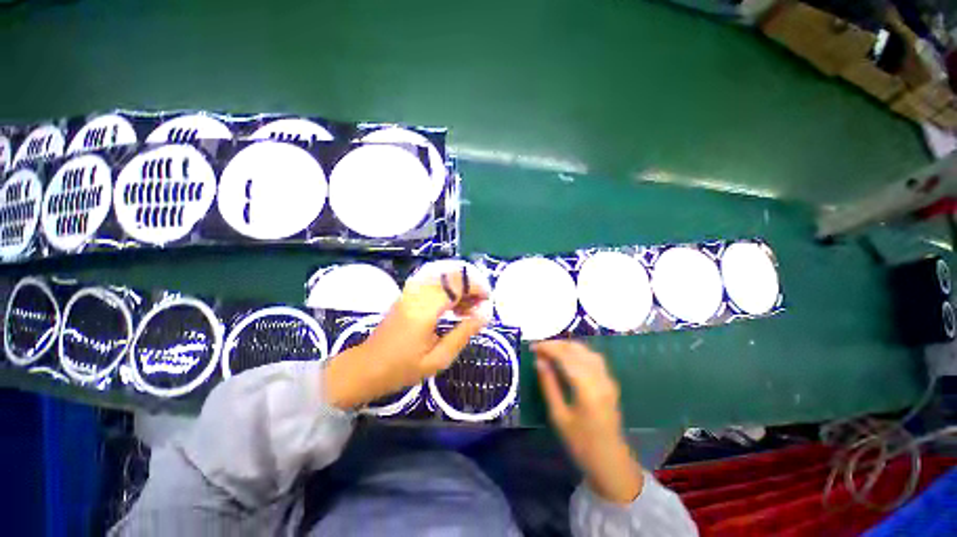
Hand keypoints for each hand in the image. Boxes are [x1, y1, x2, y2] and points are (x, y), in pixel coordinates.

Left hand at [325, 269, 489, 409]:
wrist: (368, 367)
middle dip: (469, 287)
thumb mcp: (438, 359)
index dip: (476, 288)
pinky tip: (452, 311)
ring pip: (440, 277)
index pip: (456, 283)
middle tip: (480, 309)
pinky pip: (431, 284)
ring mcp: (408, 293)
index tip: (488, 303)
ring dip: (458, 289)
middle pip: (449, 275)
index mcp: (424, 309)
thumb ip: (462, 334)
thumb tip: (485, 314)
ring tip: (468, 312)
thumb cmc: (402, 369)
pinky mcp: (405, 297)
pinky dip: (446, 291)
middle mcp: (416, 294)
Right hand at [533, 340, 643, 503]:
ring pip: (590, 354)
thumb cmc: (579, 442)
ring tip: (552, 351)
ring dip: (571, 348)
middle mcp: (601, 378)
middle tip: (539, 347)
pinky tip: (570, 361)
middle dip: (560, 345)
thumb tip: (540, 363)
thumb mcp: (559, 417)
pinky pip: (596, 362)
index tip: (532, 347)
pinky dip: (581, 355)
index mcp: (587, 387)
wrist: (607, 457)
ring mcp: (608, 381)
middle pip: (580, 351)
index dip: (549, 349)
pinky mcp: (610, 385)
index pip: (567, 357)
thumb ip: (550, 387)